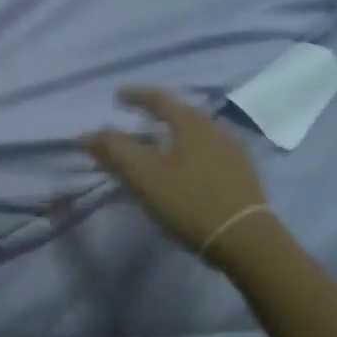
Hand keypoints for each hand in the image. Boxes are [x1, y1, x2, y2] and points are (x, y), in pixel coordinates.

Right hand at [82, 87, 272, 265]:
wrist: (248, 241)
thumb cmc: (190, 201)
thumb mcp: (144, 176)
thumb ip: (114, 151)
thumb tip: (89, 134)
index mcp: (192, 123)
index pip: (159, 98)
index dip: (135, 95)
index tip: (117, 97)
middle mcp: (215, 129)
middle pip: (180, 114)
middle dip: (155, 115)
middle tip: (134, 120)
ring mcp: (233, 152)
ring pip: (194, 135)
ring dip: (171, 136)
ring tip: (155, 147)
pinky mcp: (242, 176)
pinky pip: (206, 153)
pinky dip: (186, 153)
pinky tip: (181, 170)